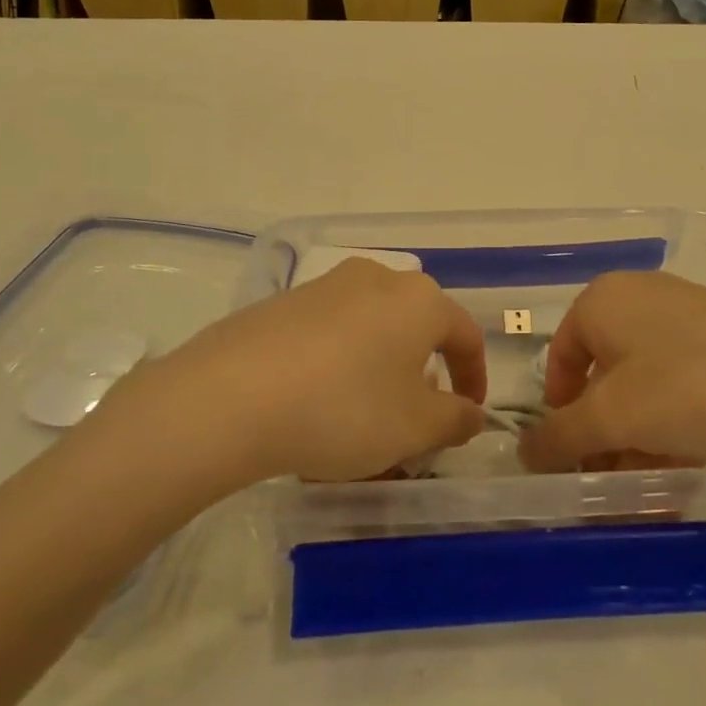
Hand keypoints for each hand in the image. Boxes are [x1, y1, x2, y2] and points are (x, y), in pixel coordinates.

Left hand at [132, 259, 488, 483]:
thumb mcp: (414, 427)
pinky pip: (329, 333)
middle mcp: (376, 279)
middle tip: (415, 416)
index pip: (465, 334)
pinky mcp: (282, 302)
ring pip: (370, 329)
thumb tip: (470, 413)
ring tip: (363, 415)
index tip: (468, 413)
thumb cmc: (344, 409)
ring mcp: (325, 286)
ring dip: (379, 368)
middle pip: (415, 326)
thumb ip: (455, 420)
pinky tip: (316, 403)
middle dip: (423, 372)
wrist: (231, 397)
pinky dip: (338, 364)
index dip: (474, 376)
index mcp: (419, 300)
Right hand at [518, 272, 705, 472]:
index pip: (558, 361)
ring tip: (656, 482)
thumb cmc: (690, 387)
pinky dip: (674, 422)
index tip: (578, 459)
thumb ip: (560, 437)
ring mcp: (685, 314)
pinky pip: (680, 381)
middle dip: (606, 435)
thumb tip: (524, 452)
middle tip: (617, 480)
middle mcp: (638, 298)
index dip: (561, 416)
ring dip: (640, 437)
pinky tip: (690, 460)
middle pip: (602, 378)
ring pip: (643, 385)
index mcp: (602, 301)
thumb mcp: (614, 418)